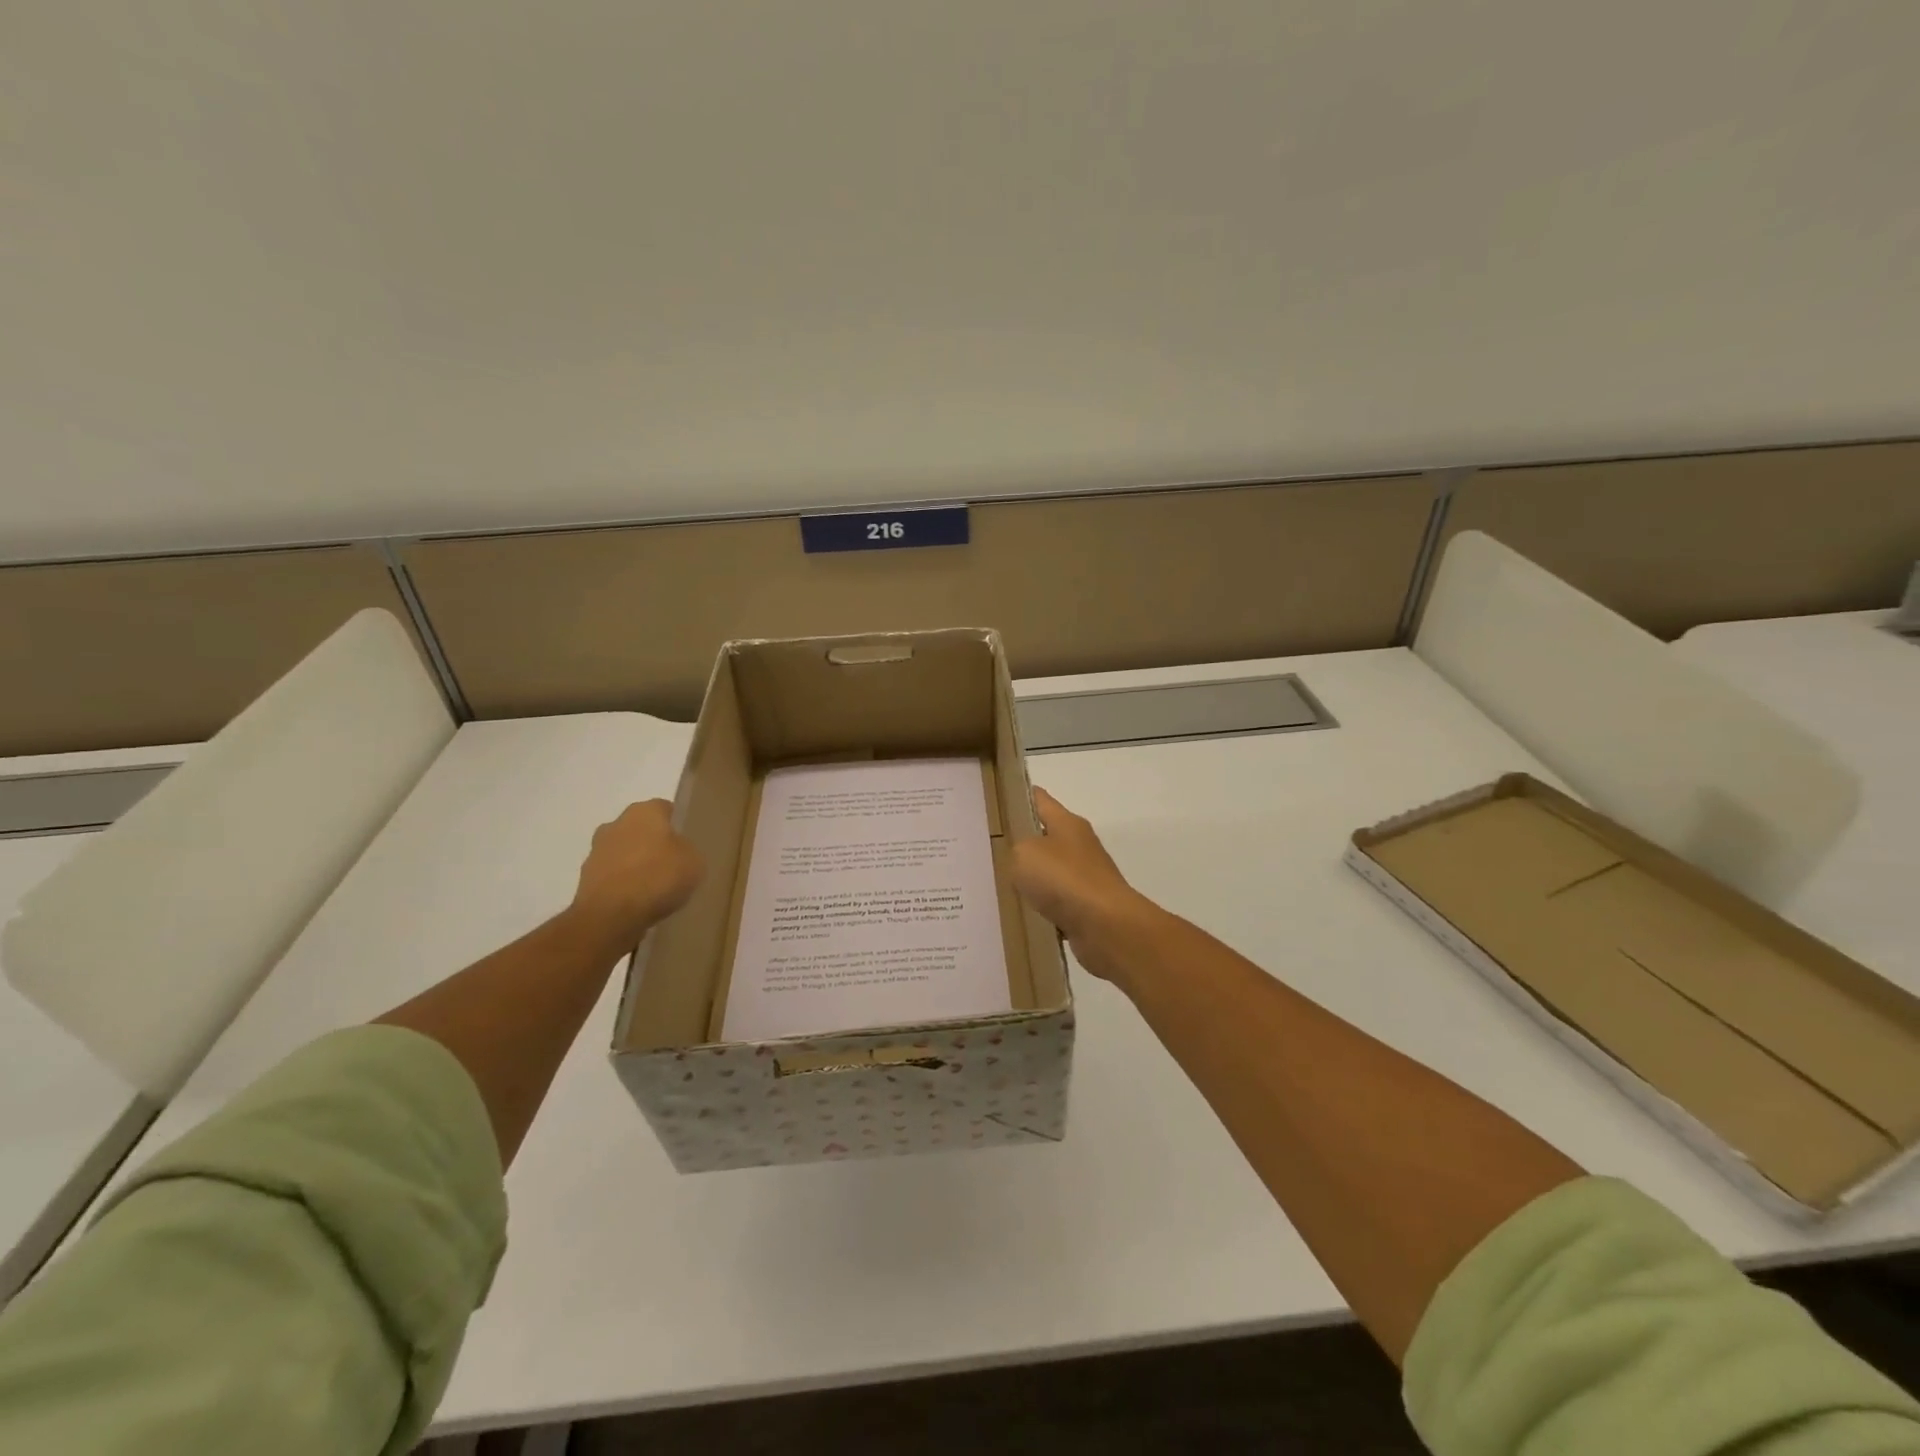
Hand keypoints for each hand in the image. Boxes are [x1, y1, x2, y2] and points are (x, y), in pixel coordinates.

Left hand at [569, 799, 703, 948]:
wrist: (610, 916)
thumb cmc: (658, 878)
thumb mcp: (694, 862)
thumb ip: (688, 850)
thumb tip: (679, 851)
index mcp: (644, 811)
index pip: (665, 809)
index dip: (678, 825)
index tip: (688, 844)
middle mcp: (616, 823)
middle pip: (641, 829)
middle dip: (653, 843)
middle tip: (673, 865)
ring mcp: (596, 851)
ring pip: (624, 852)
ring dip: (636, 864)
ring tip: (655, 889)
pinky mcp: (585, 879)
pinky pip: (613, 876)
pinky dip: (623, 885)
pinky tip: (638, 903)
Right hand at [1011, 788, 1159, 981]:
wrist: (1105, 926)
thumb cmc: (1063, 879)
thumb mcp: (1024, 853)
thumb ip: (1016, 849)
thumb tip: (1023, 860)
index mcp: (1067, 823)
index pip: (1040, 800)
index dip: (1019, 798)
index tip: (997, 800)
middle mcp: (1079, 845)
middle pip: (1045, 836)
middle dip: (1020, 842)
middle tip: (988, 849)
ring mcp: (1085, 877)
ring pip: (1049, 872)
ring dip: (1031, 878)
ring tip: (999, 884)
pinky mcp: (1086, 907)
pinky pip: (1056, 902)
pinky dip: (1041, 907)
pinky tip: (1021, 913)